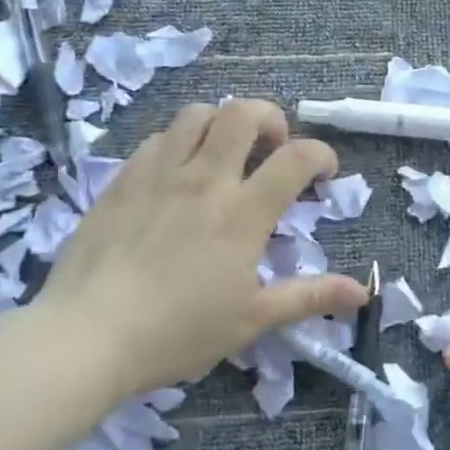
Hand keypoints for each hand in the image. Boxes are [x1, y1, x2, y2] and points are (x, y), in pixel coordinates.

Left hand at [35, 99, 368, 394]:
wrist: (86, 336)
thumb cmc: (178, 332)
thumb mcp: (253, 319)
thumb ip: (310, 297)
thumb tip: (363, 291)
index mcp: (243, 213)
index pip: (296, 158)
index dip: (321, 155)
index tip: (324, 172)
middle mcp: (204, 180)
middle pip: (242, 113)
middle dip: (270, 118)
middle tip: (274, 146)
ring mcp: (158, 175)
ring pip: (196, 115)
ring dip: (222, 122)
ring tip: (227, 151)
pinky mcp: (121, 181)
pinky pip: (157, 139)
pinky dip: (180, 142)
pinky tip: (178, 173)